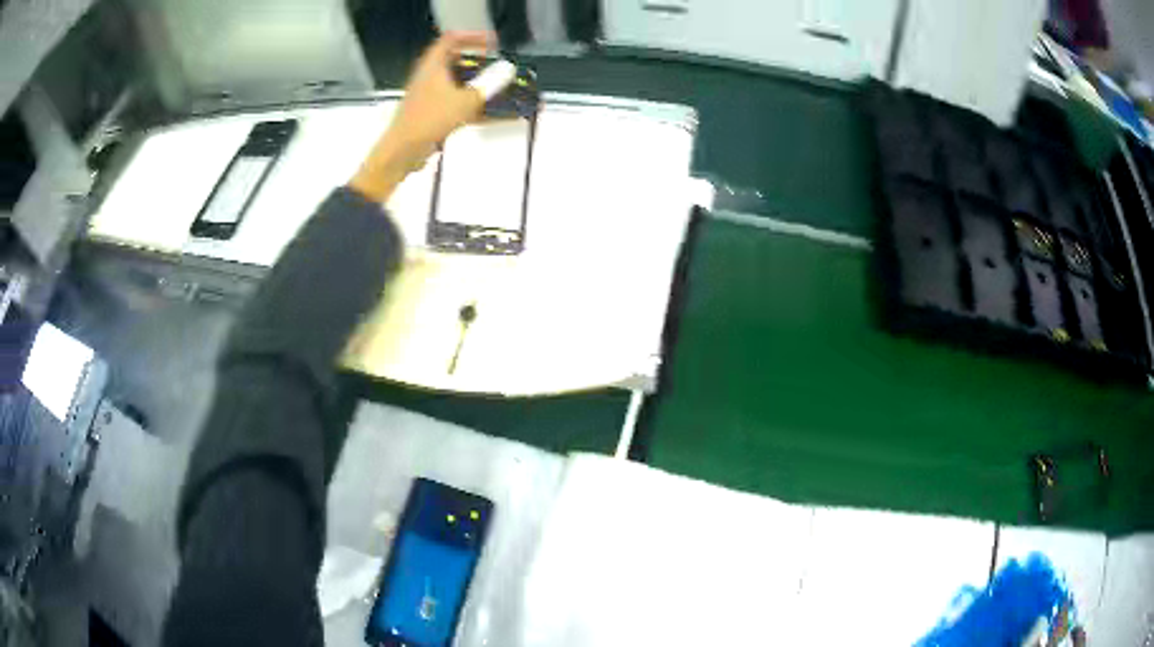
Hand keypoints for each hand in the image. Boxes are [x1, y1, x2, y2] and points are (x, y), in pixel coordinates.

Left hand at [350, 31, 494, 201]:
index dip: (473, 37)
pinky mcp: (434, 115)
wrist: (402, 153)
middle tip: (501, 68)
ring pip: (460, 86)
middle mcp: (430, 77)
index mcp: (433, 66)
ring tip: (506, 92)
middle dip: (482, 64)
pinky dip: (479, 109)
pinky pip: (460, 106)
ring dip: (483, 88)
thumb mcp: (464, 100)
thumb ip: (489, 84)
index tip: (493, 44)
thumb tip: (508, 69)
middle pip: (457, 62)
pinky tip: (501, 116)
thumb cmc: (429, 120)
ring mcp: (431, 97)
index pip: (451, 40)